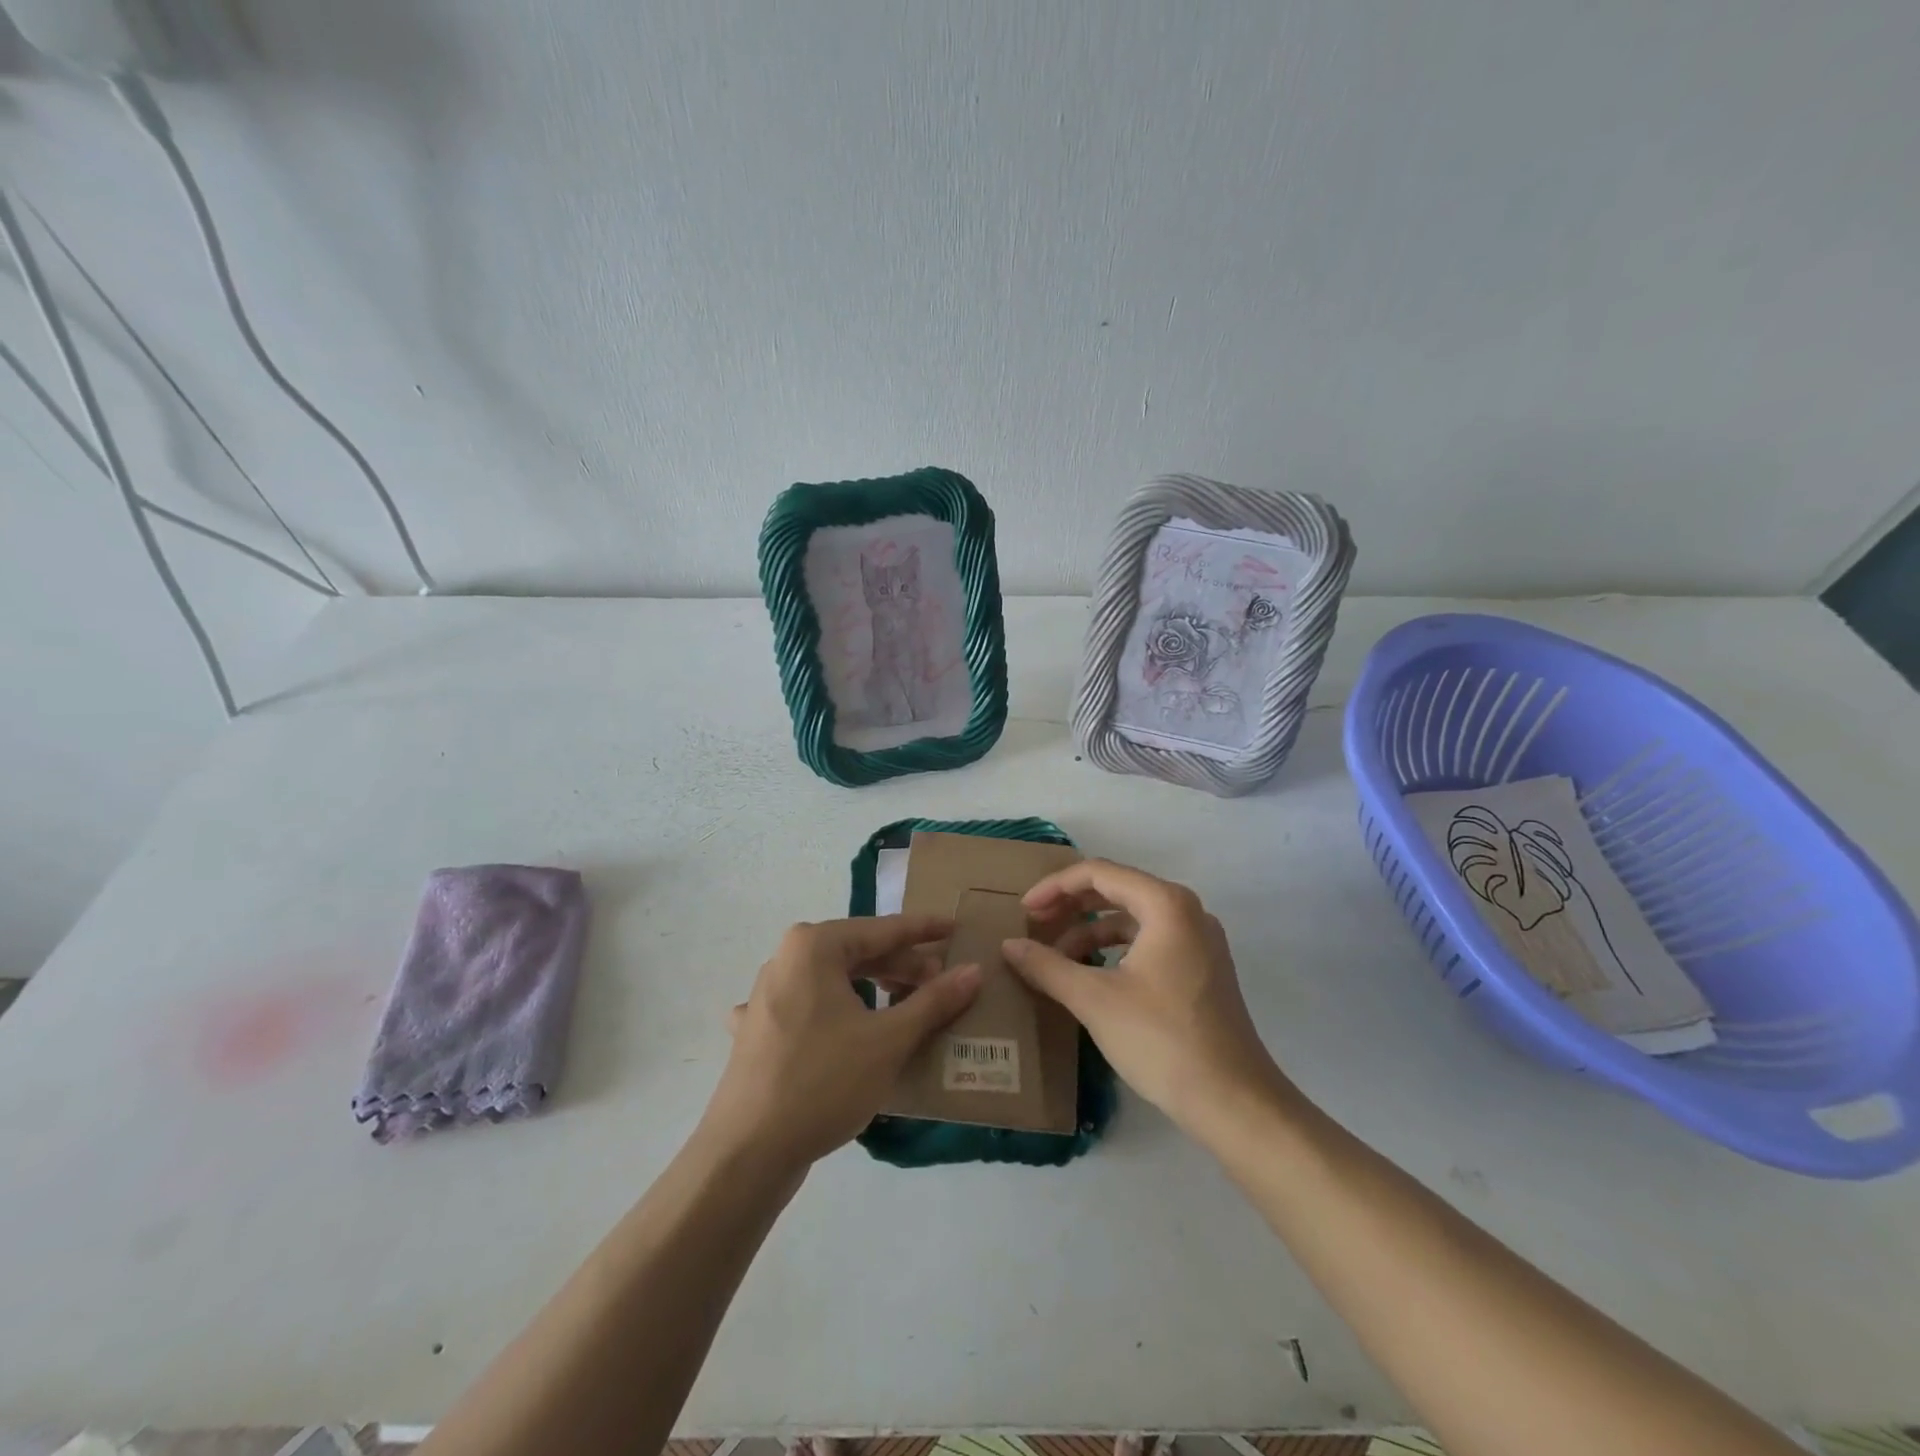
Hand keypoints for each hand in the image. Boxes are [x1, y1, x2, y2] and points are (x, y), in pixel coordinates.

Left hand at [702, 915, 980, 1173]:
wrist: (746, 1153)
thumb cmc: (823, 1082)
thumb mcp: (889, 1040)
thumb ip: (934, 1001)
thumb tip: (974, 970)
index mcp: (815, 946)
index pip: (883, 929)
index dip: (924, 930)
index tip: (956, 929)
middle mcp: (787, 958)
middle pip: (859, 953)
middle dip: (903, 966)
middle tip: (943, 983)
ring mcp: (768, 994)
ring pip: (836, 980)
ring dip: (876, 990)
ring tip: (909, 1007)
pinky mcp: (760, 1028)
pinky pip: (813, 1007)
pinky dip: (841, 1014)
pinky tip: (851, 1029)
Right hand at [1002, 860, 1296, 1134]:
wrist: (1234, 1103)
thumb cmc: (1161, 1040)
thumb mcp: (1094, 999)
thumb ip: (1047, 966)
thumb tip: (1009, 946)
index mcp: (1166, 904)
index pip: (1099, 873)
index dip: (1055, 887)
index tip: (1024, 911)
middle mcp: (1187, 911)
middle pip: (1118, 889)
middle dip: (1072, 906)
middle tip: (1034, 926)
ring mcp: (1200, 941)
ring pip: (1133, 918)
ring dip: (1091, 931)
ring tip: (1056, 958)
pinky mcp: (1202, 969)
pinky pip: (1149, 941)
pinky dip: (1115, 950)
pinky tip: (1091, 976)